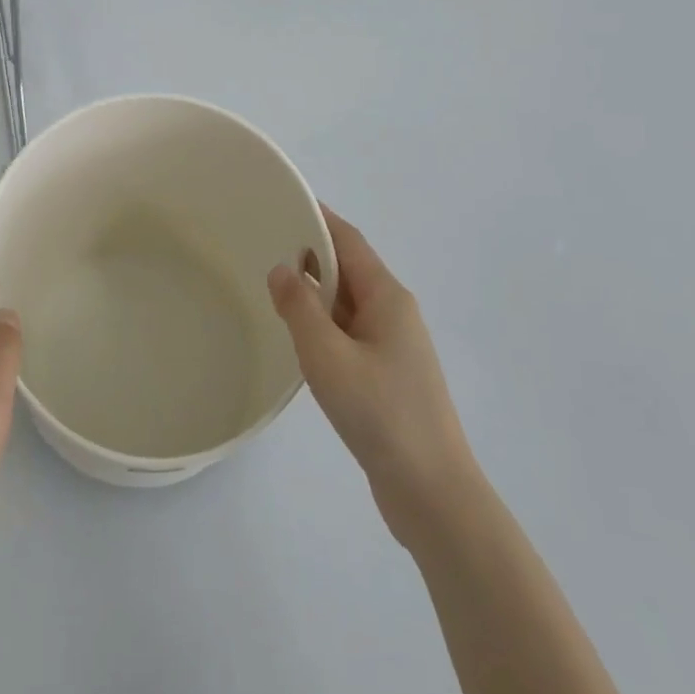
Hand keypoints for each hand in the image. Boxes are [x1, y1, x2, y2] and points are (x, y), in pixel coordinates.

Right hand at [267, 207, 479, 548]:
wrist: (431, 491)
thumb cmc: (380, 413)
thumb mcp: (328, 355)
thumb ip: (300, 307)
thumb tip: (281, 268)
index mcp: (387, 298)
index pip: (349, 240)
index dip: (317, 217)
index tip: (283, 201)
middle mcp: (394, 314)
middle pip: (349, 269)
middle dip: (310, 253)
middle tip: (262, 242)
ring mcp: (394, 347)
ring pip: (347, 304)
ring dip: (314, 292)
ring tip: (270, 284)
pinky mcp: (387, 377)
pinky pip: (349, 334)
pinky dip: (322, 324)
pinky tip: (297, 337)